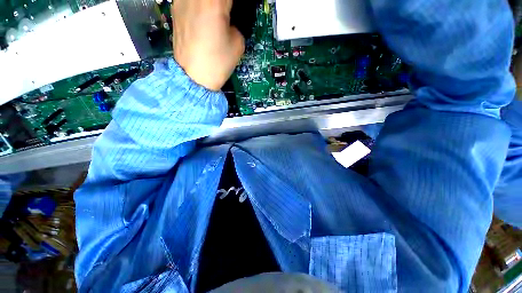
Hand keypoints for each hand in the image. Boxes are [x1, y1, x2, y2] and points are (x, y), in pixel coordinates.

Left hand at [172, 0, 244, 90]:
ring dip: (211, 5)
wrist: (194, 77)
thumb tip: (230, 17)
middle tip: (228, 12)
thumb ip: (236, 23)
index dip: (234, 5)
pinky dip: (200, 5)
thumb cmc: (218, 63)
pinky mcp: (175, 8)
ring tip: (217, 15)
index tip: (237, 11)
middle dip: (223, 4)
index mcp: (214, 2)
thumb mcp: (238, 43)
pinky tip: (204, 16)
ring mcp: (181, 0)